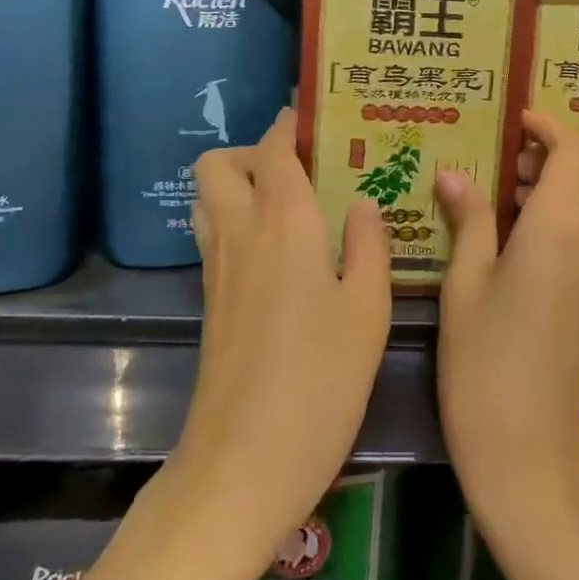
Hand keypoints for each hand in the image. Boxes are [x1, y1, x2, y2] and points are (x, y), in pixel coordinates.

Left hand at [165, 109, 391, 559]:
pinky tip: (286, 252)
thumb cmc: (319, 382)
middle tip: (304, 169)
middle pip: (220, 164)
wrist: (243, 464)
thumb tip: (363, 204)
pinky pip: (215, 234)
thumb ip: (369, 247)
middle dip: (254, 151)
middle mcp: (241, 233)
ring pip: (209, 198)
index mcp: (283, 223)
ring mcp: (218, 268)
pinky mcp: (211, 301)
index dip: (290, 123)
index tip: (318, 115)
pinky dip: (239, 221)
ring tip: (295, 203)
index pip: (273, 148)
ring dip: (241, 184)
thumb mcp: (367, 312)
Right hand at [434, 109, 578, 529]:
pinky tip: (519, 229)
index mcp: (558, 231)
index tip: (514, 121)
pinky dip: (569, 207)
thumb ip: (469, 219)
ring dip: (567, 176)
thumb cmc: (482, 363)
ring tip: (508, 191)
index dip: (548, 127)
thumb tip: (455, 173)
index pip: (573, 152)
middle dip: (564, 147)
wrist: (526, 448)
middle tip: (511, 158)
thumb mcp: (465, 283)